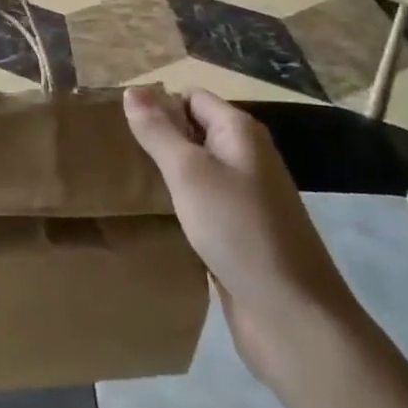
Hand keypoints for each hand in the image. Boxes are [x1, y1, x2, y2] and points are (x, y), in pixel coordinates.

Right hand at [125, 86, 360, 384]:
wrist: (292, 317)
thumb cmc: (239, 231)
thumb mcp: (189, 173)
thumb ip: (158, 131)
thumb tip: (133, 89)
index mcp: (239, 133)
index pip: (191, 97)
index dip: (158, 106)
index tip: (120, 126)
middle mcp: (246, 158)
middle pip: (193, 133)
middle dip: (157, 141)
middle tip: (115, 155)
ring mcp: (246, 198)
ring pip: (196, 172)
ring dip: (166, 177)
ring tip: (125, 185)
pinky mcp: (240, 234)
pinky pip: (202, 206)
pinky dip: (180, 208)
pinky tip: (153, 219)